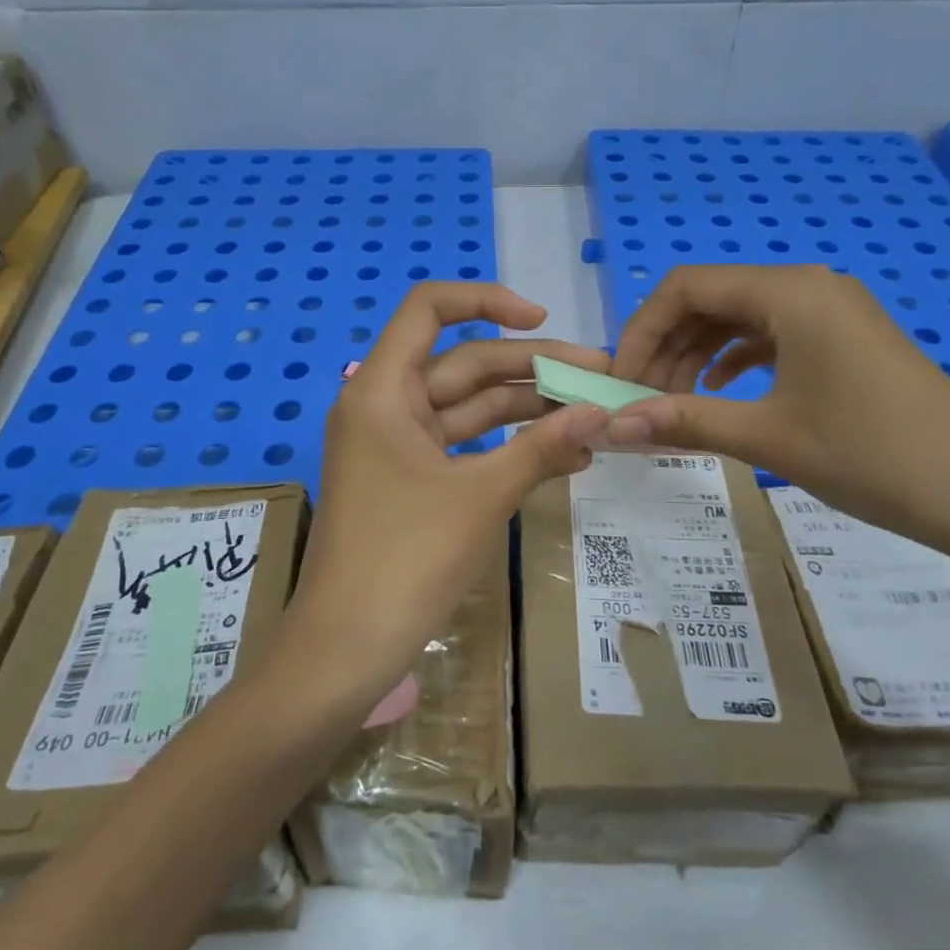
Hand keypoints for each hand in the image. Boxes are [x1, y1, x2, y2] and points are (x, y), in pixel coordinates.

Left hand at [287, 282, 609, 703]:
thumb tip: (602, 412)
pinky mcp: (410, 479)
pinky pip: (464, 445)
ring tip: (593, 418)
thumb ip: (542, 447)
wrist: (346, 649)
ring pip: (469, 407)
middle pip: (464, 363)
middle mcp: (385, 405)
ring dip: (527, 411)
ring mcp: (397, 444)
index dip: (486, 301)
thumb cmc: (406, 558)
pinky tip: (562, 454)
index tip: (541, 318)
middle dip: (531, 368)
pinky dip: (507, 447)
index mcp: (383, 389)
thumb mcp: (481, 496)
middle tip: (601, 378)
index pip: (429, 309)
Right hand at [604, 265, 949, 569]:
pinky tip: (718, 391)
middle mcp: (807, 287)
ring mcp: (830, 312)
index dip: (641, 329)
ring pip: (738, 317)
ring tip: (673, 402)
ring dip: (696, 354)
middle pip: (710, 298)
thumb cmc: (873, 457)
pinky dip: (733, 359)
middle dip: (666, 344)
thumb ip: (685, 422)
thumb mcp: (770, 438)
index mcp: (789, 293)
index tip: (620, 379)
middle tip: (641, 398)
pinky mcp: (843, 340)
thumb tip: (613, 425)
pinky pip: (771, 335)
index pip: (686, 288)